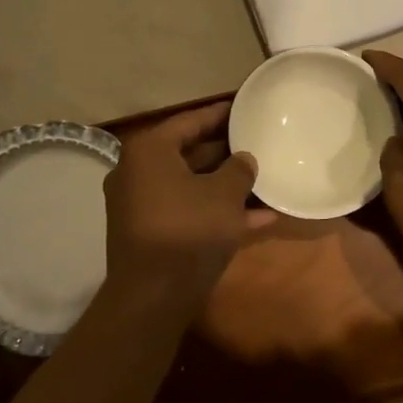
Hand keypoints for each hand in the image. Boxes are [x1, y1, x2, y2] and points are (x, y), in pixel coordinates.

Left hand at [103, 102, 263, 314]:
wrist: (153, 296)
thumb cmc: (188, 230)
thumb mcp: (224, 195)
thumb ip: (238, 170)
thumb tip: (244, 159)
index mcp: (149, 151)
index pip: (189, 121)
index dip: (220, 114)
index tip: (244, 107)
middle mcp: (138, 173)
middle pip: (188, 153)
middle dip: (225, 152)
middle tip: (257, 142)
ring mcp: (142, 206)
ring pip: (191, 187)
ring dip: (226, 186)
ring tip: (264, 179)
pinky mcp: (150, 234)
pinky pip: (188, 213)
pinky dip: (216, 213)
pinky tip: (260, 218)